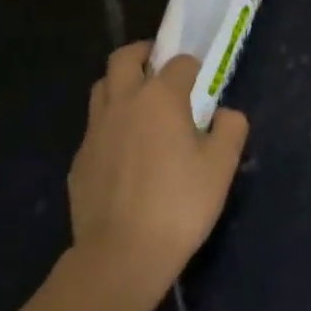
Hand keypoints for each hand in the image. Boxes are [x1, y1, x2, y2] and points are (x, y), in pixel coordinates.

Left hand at [65, 41, 249, 306]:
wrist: (120, 256)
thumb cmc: (179, 204)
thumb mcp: (222, 165)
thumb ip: (230, 128)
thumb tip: (225, 114)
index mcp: (160, 96)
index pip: (179, 62)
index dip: (193, 68)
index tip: (202, 83)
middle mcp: (124, 102)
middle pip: (124, 57)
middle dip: (144, 54)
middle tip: (160, 68)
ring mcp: (96, 131)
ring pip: (102, 88)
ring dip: (121, 85)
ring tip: (140, 104)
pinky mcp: (79, 160)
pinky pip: (95, 127)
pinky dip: (110, 124)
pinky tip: (125, 151)